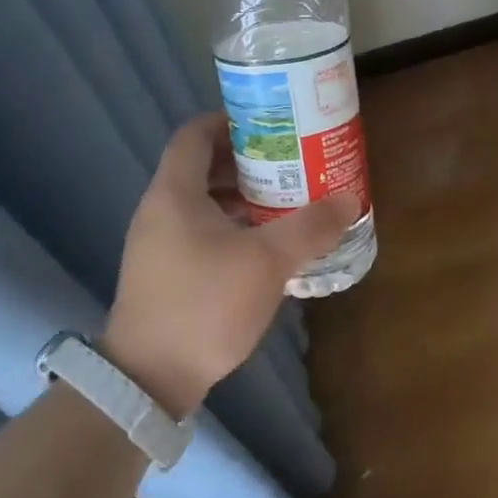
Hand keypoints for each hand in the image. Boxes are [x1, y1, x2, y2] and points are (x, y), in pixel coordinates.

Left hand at [104, 113, 360, 416]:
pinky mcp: (164, 273)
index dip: (230, 121)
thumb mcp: (267, 261)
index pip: (195, 133)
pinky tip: (264, 247)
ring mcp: (158, 243)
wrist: (150, 376)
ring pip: (202, 202)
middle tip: (290, 164)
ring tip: (285, 203)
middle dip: (247, 162)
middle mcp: (160, 210)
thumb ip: (310, 227)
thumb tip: (348, 200)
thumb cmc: (206, 303)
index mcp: (175, 192)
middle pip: (201, 166)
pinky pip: (200, 231)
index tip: (271, 125)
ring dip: (242, 197)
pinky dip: (231, 227)